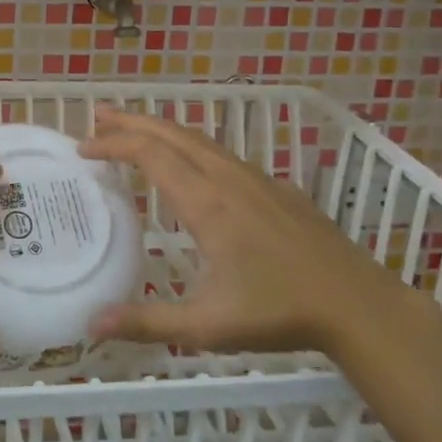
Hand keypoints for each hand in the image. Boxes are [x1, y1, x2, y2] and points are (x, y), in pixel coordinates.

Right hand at [80, 108, 395, 352]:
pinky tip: (189, 164)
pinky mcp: (275, 187)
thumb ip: (147, 322)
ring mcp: (256, 179)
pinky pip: (221, 153)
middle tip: (97, 116)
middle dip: (132, 121)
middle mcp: (228, 178)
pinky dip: (190, 145)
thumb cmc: (279, 312)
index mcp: (207, 202)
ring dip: (161, 129)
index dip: (113, 145)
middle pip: (172, 133)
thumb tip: (90, 324)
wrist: (357, 304)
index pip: (151, 154)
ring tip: (133, 130)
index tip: (83, 149)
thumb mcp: (206, 325)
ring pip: (199, 139)